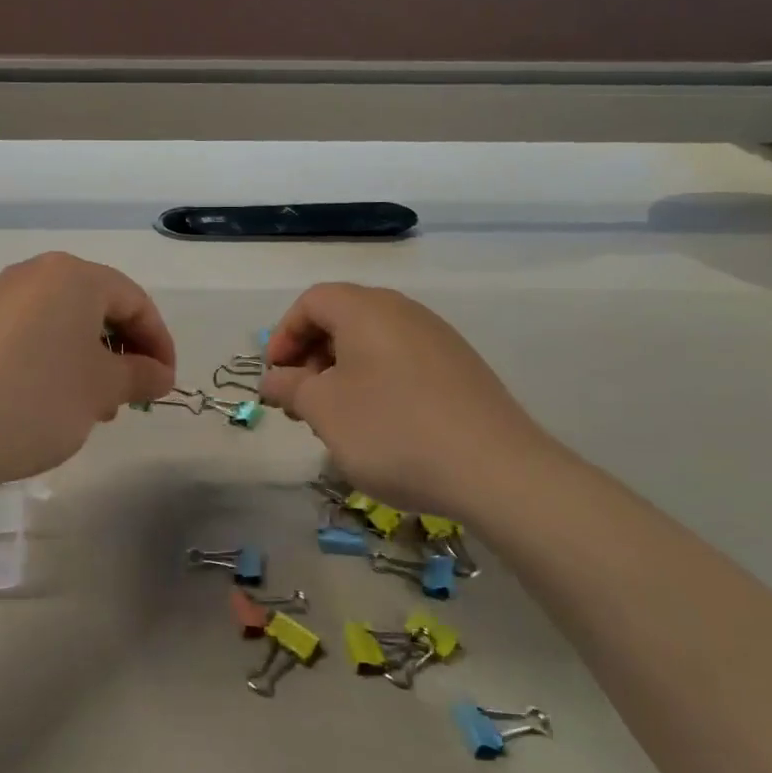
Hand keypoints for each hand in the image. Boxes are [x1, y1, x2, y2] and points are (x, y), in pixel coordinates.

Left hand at [0, 253, 176, 499]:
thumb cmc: (36, 400)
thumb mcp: (101, 390)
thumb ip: (140, 375)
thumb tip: (160, 374)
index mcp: (73, 276)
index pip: (135, 301)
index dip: (159, 343)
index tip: (166, 386)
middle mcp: (33, 275)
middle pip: (97, 308)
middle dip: (122, 352)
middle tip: (128, 399)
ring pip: (62, 325)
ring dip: (88, 362)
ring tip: (90, 408)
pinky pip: (29, 337)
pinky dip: (52, 364)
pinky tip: (48, 405)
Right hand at [259, 283, 561, 518]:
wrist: (496, 470)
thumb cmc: (392, 430)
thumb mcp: (324, 410)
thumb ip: (290, 387)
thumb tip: (274, 378)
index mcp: (366, 310)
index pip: (312, 302)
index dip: (284, 335)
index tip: (276, 377)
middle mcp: (404, 312)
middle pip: (343, 317)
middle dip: (311, 355)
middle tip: (301, 400)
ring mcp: (439, 339)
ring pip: (373, 342)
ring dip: (342, 372)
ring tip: (337, 418)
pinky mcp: (461, 369)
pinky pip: (402, 361)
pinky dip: (376, 381)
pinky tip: (380, 425)